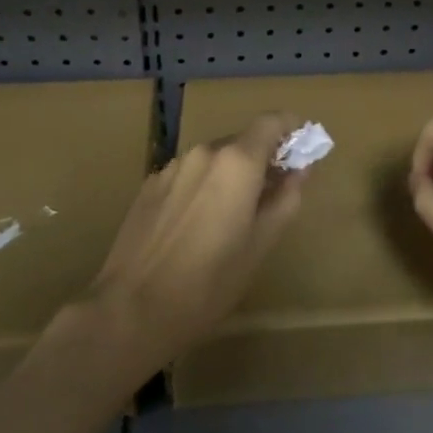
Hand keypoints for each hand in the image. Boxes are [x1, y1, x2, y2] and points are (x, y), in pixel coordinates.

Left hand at [87, 112, 305, 373]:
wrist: (131, 310)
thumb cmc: (208, 283)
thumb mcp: (260, 245)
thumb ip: (286, 199)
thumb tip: (301, 170)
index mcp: (236, 162)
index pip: (271, 121)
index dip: (291, 128)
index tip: (302, 147)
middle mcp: (204, 152)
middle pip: (242, 141)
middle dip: (262, 159)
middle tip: (273, 194)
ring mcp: (172, 167)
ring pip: (214, 159)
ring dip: (231, 175)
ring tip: (233, 217)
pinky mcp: (149, 185)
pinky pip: (188, 174)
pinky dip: (203, 186)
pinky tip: (197, 226)